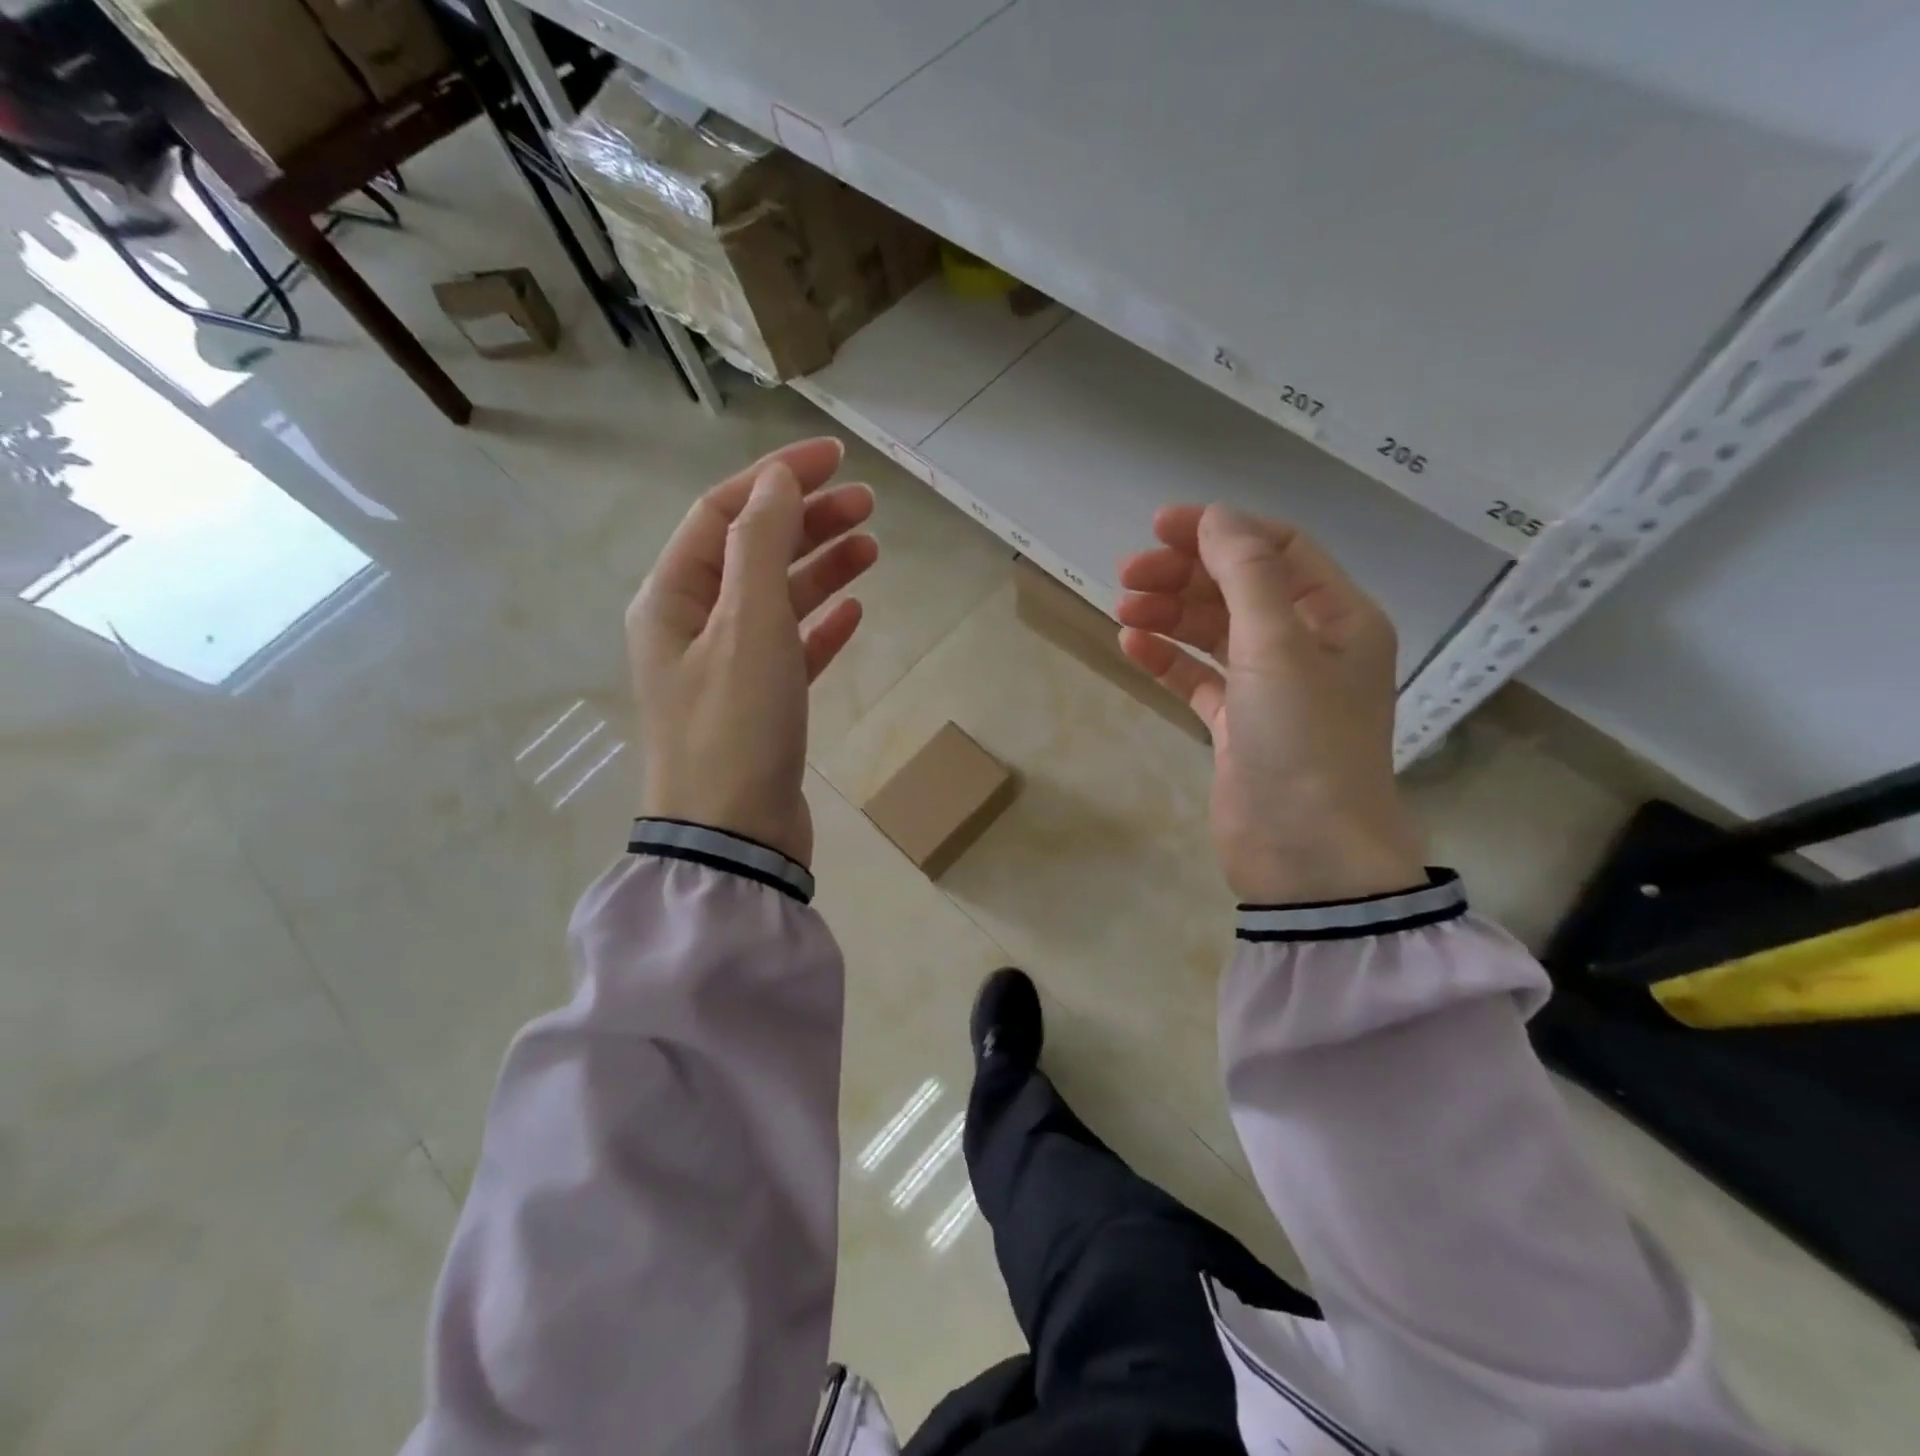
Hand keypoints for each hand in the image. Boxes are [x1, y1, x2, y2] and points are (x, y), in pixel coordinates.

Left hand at [628, 438, 877, 867]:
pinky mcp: (760, 705)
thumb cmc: (736, 726)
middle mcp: (693, 626)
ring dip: (820, 568)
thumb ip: (760, 544)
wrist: (734, 838)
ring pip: (776, 599)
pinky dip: (820, 625)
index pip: (723, 512)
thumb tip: (777, 481)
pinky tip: (854, 612)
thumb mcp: (748, 625)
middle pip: (752, 551)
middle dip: (806, 520)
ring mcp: (726, 667)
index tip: (834, 460)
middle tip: (867, 504)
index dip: (776, 477)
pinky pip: (791, 648)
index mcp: (673, 597)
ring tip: (871, 548)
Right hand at [1116, 505, 1423, 903]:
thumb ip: (1246, 574)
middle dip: (1184, 574)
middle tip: (1127, 575)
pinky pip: (1198, 676)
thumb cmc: (1302, 742)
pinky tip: (1132, 646)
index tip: (1160, 527)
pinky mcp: (1238, 725)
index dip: (1220, 531)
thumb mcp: (1278, 647)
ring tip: (1123, 609)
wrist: (1305, 856)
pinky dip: (1167, 658)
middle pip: (1239, 587)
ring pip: (1215, 631)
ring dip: (1170, 614)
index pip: (1277, 549)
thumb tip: (1215, 517)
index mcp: (1337, 617)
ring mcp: (1271, 688)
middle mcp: (1308, 645)